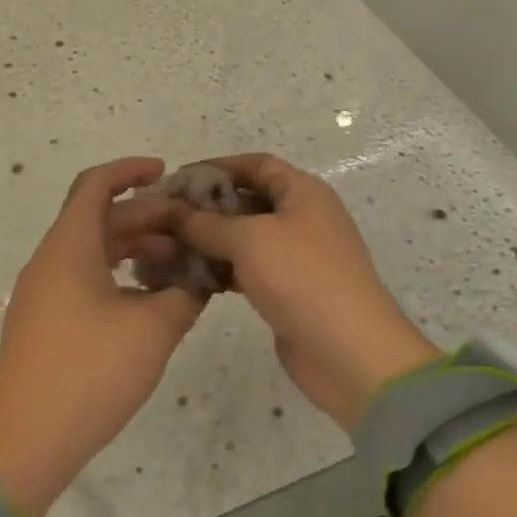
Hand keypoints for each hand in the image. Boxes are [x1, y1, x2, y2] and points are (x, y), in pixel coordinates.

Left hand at [0, 157, 205, 516]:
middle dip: (145, 216)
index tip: (167, 173)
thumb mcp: (152, 330)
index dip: (131, 170)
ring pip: (93, 251)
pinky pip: (84, 280)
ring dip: (134, 249)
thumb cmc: (89, 372)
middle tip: (190, 229)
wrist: (23, 442)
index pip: (96, 184)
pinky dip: (118, 276)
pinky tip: (150, 300)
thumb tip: (199, 280)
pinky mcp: (46, 323)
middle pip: (98, 218)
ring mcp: (44, 293)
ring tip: (178, 264)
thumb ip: (183, 296)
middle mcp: (51, 260)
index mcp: (69, 246)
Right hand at [167, 153, 440, 431]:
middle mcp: (302, 217)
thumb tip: (173, 210)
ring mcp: (297, 256)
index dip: (216, 167)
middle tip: (166, 217)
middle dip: (208, 206)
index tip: (177, 180)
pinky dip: (222, 269)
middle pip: (248, 199)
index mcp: (302, 192)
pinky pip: (248, 268)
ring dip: (211, 240)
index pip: (255, 164)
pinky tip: (191, 276)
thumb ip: (206, 222)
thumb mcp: (249, 239)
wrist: (350, 352)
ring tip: (170, 247)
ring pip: (245, 237)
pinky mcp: (288, 289)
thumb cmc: (301, 277)